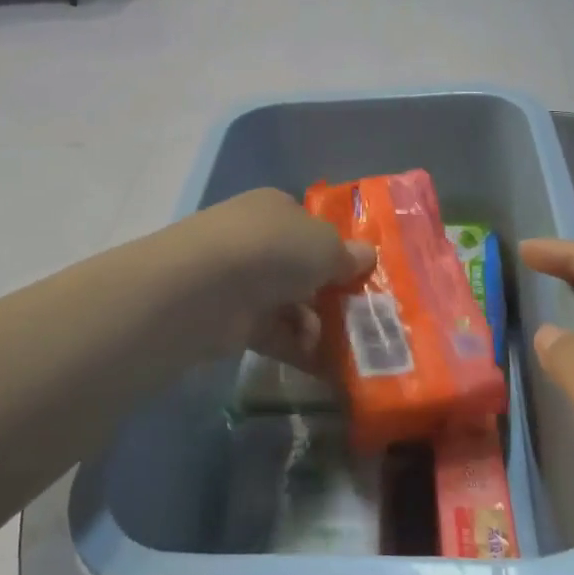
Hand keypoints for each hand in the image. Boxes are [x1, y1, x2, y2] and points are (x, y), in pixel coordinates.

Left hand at [186, 188, 375, 368]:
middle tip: (362, 318)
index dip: (337, 250)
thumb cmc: (274, 250)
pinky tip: (325, 366)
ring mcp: (242, 280)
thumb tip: (367, 256)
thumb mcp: (325, 246)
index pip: (310, 226)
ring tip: (345, 346)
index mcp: (277, 208)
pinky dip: (299, 349)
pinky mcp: (232, 320)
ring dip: (318, 326)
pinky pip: (275, 334)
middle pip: (302, 268)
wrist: (206, 288)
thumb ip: (347, 255)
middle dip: (331, 294)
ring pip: (291, 304)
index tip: (362, 276)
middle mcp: (257, 240)